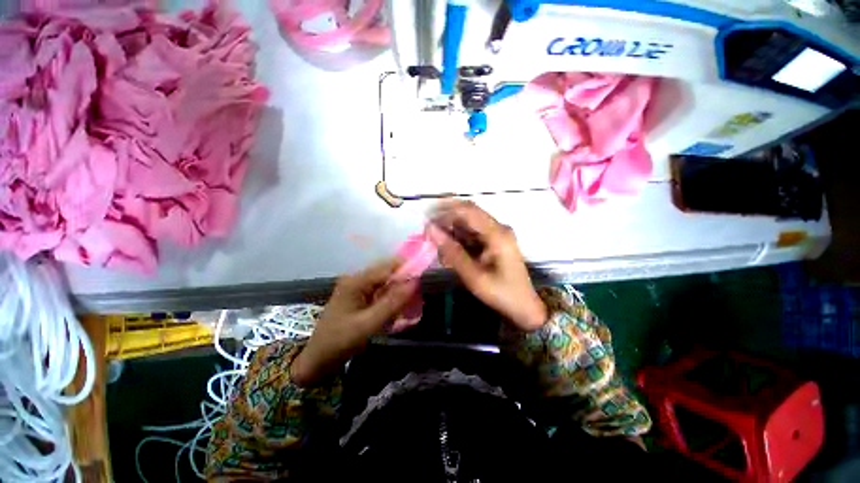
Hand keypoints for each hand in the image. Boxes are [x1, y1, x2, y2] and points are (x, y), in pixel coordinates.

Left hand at [291, 260, 416, 386]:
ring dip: (398, 290)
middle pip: (387, 272)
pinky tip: (397, 308)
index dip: (407, 270)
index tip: (424, 279)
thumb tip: (415, 282)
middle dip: (404, 281)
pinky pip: (380, 291)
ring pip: (385, 281)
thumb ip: (392, 303)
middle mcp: (357, 279)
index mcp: (356, 281)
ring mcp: (357, 287)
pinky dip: (391, 297)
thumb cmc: (340, 341)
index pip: (387, 267)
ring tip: (411, 302)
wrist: (317, 360)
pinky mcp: (359, 296)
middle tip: (419, 294)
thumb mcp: (368, 324)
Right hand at [427, 201, 546, 331]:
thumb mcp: (474, 276)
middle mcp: (498, 228)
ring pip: (467, 224)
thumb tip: (431, 230)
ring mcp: (496, 234)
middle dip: (446, 222)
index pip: (467, 210)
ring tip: (438, 249)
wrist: (523, 307)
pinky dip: (458, 241)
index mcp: (497, 233)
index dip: (445, 211)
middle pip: (467, 214)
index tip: (427, 222)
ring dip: (450, 233)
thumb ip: (452, 252)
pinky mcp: (493, 241)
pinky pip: (471, 235)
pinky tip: (449, 255)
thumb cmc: (500, 293)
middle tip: (429, 235)